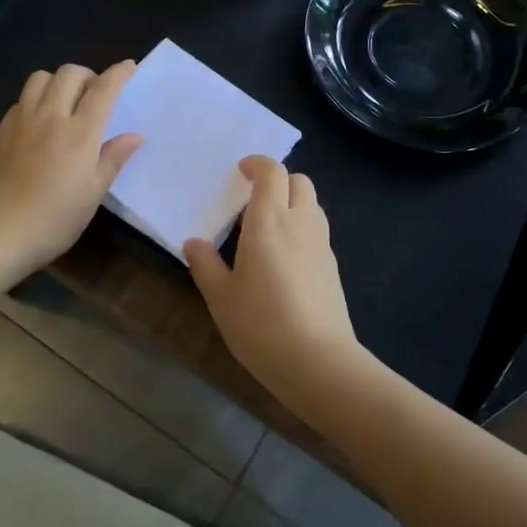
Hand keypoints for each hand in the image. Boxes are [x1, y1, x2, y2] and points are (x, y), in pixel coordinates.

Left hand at [0, 61, 142, 276]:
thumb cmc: (54, 220)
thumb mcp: (93, 195)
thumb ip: (113, 159)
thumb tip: (134, 136)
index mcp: (80, 133)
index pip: (103, 90)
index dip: (118, 73)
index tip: (129, 66)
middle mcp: (51, 117)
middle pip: (69, 73)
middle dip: (88, 74)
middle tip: (96, 93)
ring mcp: (23, 122)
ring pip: (40, 77)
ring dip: (58, 80)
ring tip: (67, 100)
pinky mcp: (3, 132)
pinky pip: (21, 99)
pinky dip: (36, 98)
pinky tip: (41, 119)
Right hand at [183, 157, 364, 413]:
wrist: (319, 362)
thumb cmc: (261, 325)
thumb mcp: (221, 298)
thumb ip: (206, 265)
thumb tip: (193, 242)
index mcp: (269, 221)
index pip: (272, 173)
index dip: (258, 164)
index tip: (241, 171)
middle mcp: (300, 223)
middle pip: (299, 181)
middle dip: (278, 180)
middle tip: (254, 199)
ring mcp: (321, 245)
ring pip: (312, 204)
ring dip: (293, 202)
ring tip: (268, 228)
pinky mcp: (333, 267)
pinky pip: (317, 231)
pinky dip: (302, 228)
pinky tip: (285, 259)